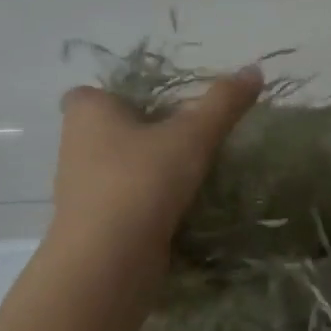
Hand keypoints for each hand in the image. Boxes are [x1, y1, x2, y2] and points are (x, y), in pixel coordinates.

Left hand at [51, 67, 262, 261]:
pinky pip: (126, 203)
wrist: (109, 261)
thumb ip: (223, 103)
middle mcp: (75, 145)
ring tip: (193, 174)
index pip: (96, 92)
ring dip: (149, 172)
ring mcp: (81, 189)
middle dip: (144, 135)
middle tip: (189, 138)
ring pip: (119, 169)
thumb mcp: (192, 136)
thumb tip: (254, 70)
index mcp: (87, 111)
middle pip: (112, 131)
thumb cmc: (142, 181)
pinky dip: (149, 204)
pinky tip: (182, 209)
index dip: (125, 97)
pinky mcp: (95, 225)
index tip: (163, 108)